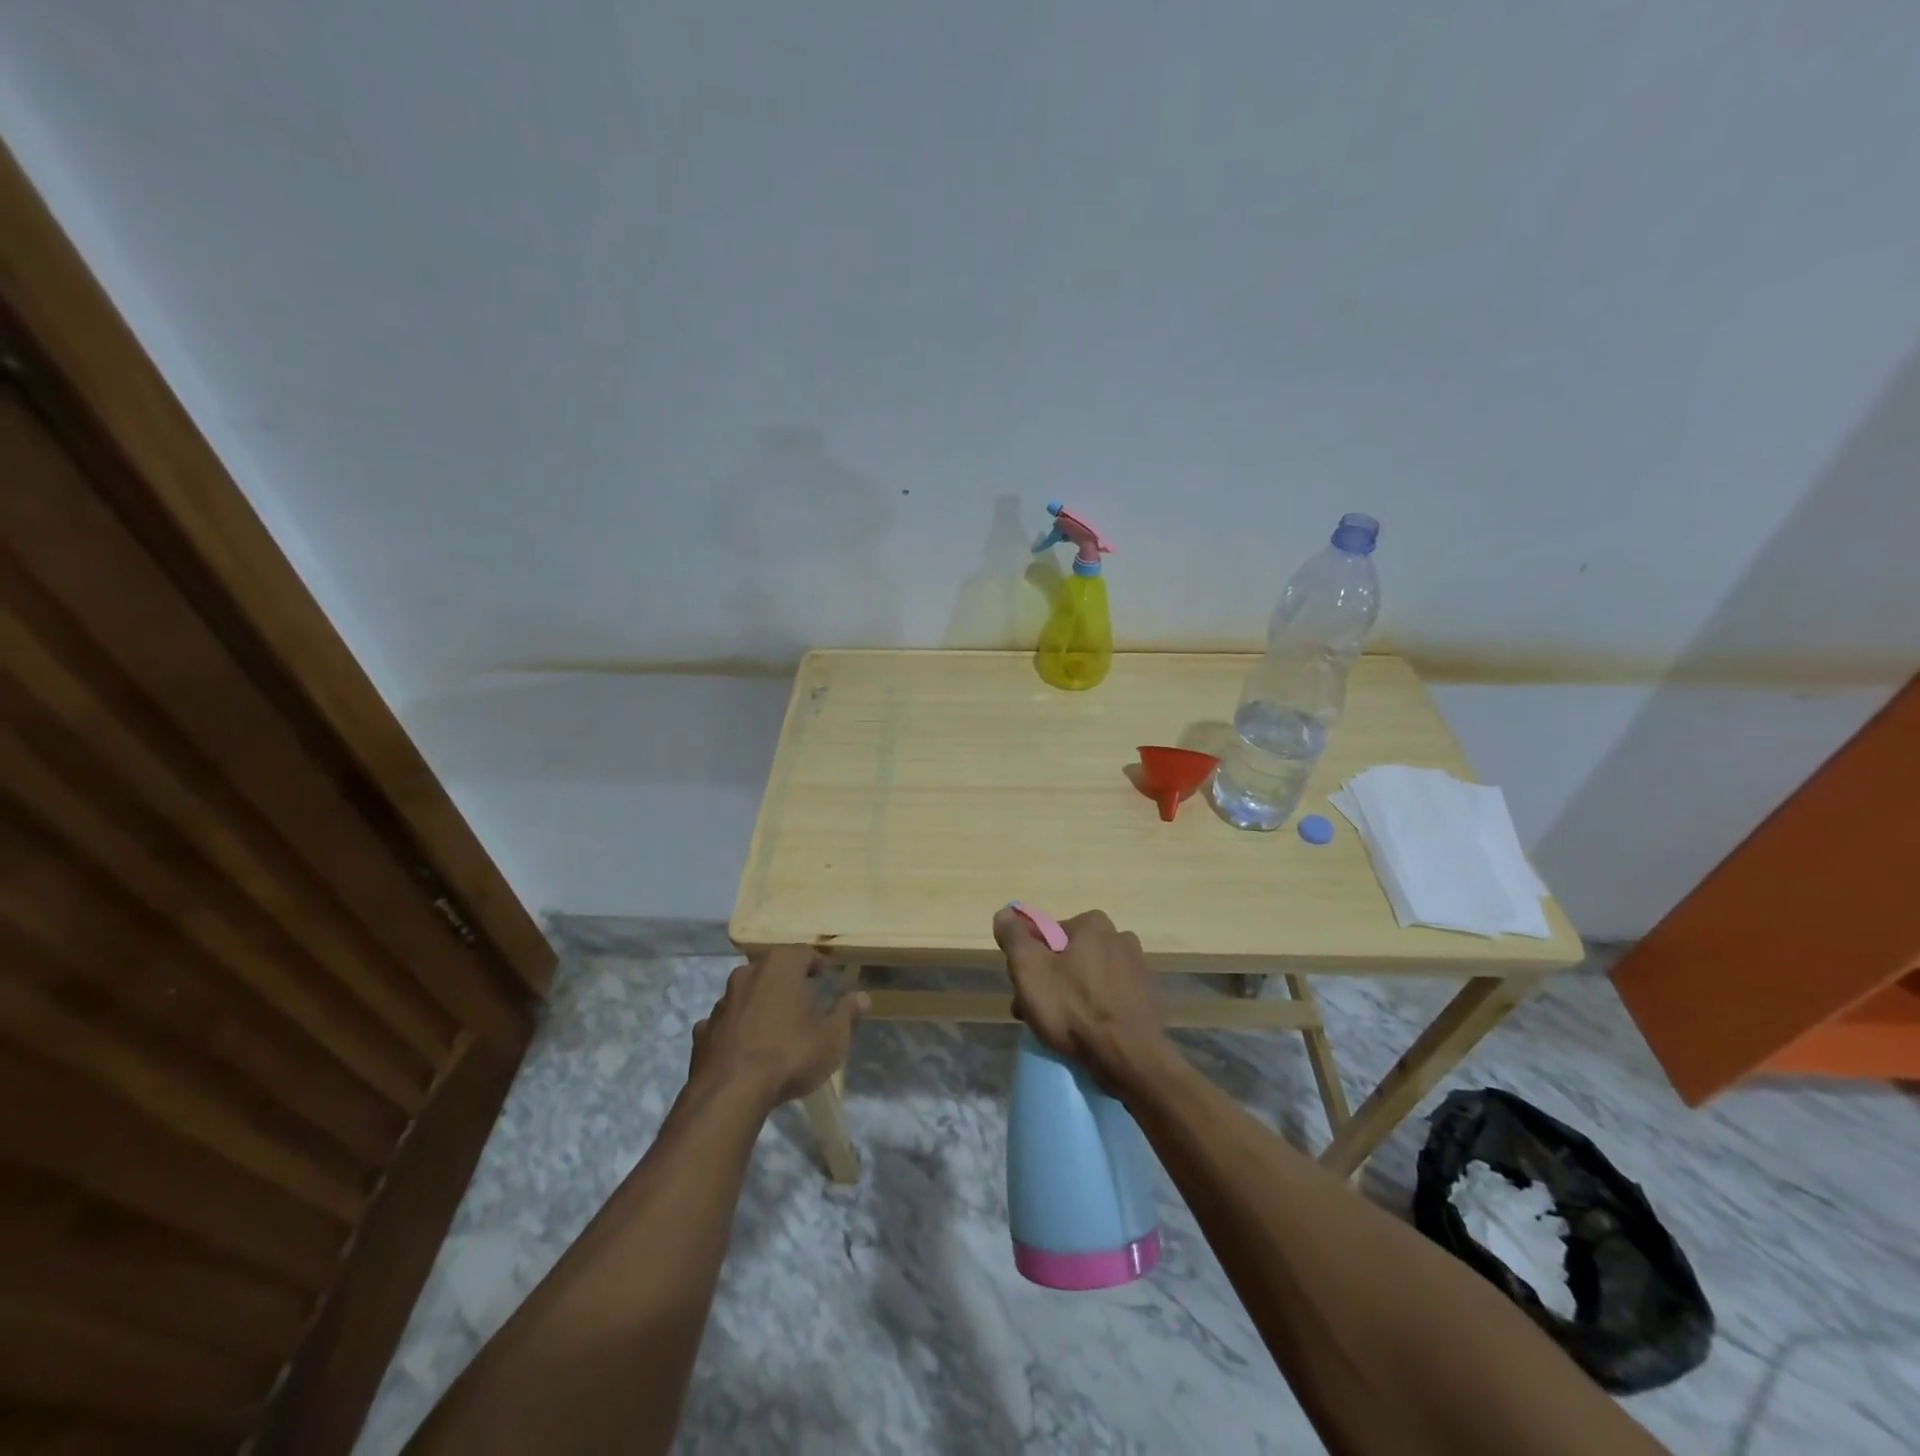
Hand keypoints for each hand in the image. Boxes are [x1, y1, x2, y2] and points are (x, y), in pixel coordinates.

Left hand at [689, 947, 868, 1112]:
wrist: (731, 1092)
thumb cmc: (790, 1054)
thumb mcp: (832, 1038)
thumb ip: (847, 1014)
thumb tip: (862, 996)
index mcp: (780, 966)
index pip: (802, 952)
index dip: (815, 962)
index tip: (825, 976)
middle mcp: (748, 974)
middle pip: (770, 968)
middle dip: (786, 979)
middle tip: (802, 996)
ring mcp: (721, 1002)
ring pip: (745, 993)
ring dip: (759, 1002)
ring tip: (775, 1024)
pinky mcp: (703, 1031)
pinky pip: (726, 1022)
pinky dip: (736, 1028)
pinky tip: (745, 1046)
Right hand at [992, 907, 1171, 1091]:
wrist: (1129, 1059)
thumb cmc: (1074, 1008)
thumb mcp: (1029, 968)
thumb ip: (1013, 937)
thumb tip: (1005, 913)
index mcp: (1094, 924)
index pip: (1048, 933)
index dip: (1029, 959)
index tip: (1022, 988)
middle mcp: (1120, 937)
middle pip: (1068, 956)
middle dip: (1048, 980)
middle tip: (1034, 1012)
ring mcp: (1137, 968)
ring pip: (1088, 977)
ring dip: (1069, 996)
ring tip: (1057, 1028)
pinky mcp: (1146, 998)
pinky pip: (1108, 997)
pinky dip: (1093, 1009)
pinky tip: (1084, 1033)